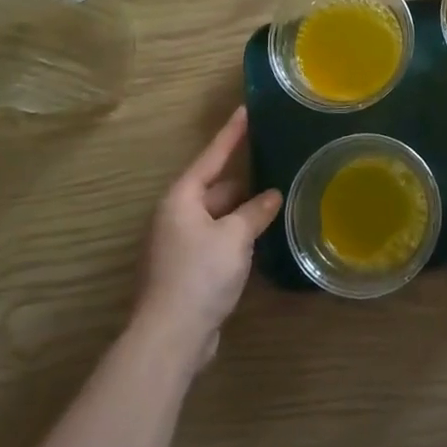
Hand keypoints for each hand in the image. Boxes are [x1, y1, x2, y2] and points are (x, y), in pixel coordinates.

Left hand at [135, 107, 281, 366]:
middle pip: (215, 187)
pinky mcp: (187, 270)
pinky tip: (261, 235)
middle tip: (274, 161)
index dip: (231, 134)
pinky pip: (217, 238)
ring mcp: (179, 244)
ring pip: (218, 215)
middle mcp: (176, 216)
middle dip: (244, 179)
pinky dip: (237, 233)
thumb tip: (272, 196)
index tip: (246, 110)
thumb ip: (255, 212)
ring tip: (276, 198)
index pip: (211, 157)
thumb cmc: (200, 274)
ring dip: (243, 210)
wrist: (171, 336)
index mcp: (181, 199)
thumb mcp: (235, 236)